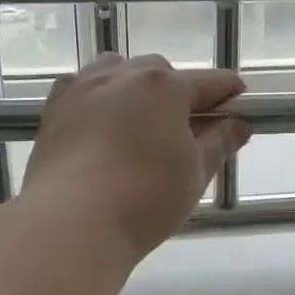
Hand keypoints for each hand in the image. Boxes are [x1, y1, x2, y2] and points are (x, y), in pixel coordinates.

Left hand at [23, 54, 252, 258]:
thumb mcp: (194, 174)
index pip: (208, 82)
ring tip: (141, 120)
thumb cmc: (145, 199)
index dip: (228, 92)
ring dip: (136, 87)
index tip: (239, 101)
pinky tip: (102, 123)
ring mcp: (84, 87)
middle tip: (188, 125)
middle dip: (179, 91)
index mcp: (165, 86)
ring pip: (118, 72)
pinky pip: (84, 87)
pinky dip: (100, 97)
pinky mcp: (55, 108)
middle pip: (161, 72)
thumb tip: (238, 123)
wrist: (71, 222)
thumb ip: (219, 143)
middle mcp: (123, 75)